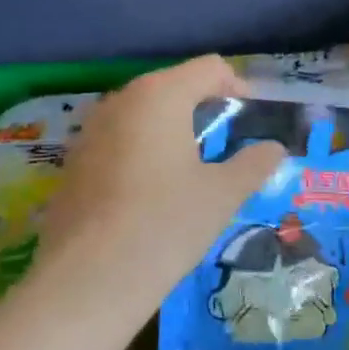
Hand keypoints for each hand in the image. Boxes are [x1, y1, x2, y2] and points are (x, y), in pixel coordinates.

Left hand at [35, 56, 286, 317]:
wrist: (87, 281)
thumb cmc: (165, 224)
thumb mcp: (222, 195)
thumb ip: (254, 164)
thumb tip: (274, 149)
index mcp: (160, 95)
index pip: (210, 68)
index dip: (238, 88)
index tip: (251, 123)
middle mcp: (121, 99)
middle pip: (174, 85)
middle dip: (204, 108)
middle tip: (226, 147)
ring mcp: (90, 129)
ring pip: (143, 113)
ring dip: (172, 129)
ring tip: (191, 170)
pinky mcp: (73, 160)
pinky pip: (118, 139)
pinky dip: (142, 150)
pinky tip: (150, 193)